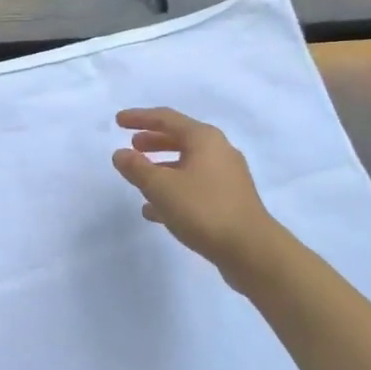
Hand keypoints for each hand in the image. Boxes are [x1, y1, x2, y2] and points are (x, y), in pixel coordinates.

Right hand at [111, 108, 284, 290]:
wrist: (252, 251)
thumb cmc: (203, 209)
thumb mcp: (161, 187)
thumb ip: (137, 168)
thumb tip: (120, 154)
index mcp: (204, 138)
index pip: (166, 118)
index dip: (139, 117)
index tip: (118, 121)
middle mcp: (219, 151)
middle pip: (180, 138)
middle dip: (153, 141)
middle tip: (132, 146)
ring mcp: (227, 177)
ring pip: (187, 164)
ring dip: (162, 168)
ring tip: (140, 178)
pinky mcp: (230, 201)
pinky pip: (195, 186)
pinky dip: (174, 190)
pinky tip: (155, 210)